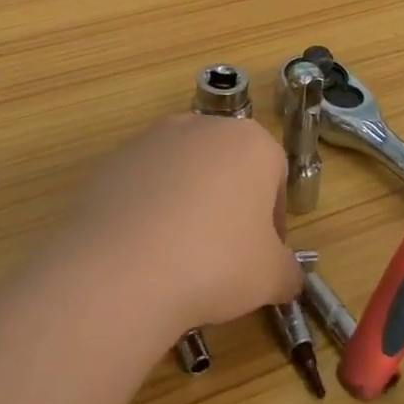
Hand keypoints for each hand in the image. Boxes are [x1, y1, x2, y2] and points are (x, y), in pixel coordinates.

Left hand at [62, 115, 301, 338]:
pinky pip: (145, 183)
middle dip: (230, 204)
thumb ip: (288, 271)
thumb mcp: (272, 277)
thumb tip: (287, 276)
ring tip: (179, 253)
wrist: (123, 265)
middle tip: (224, 254)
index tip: (263, 255)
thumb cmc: (216, 261)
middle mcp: (202, 126)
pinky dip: (149, 207)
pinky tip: (144, 247)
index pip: (275, 175)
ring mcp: (153, 137)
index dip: (273, 219)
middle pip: (227, 165)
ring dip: (188, 202)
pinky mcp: (115, 157)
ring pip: (184, 171)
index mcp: (250, 142)